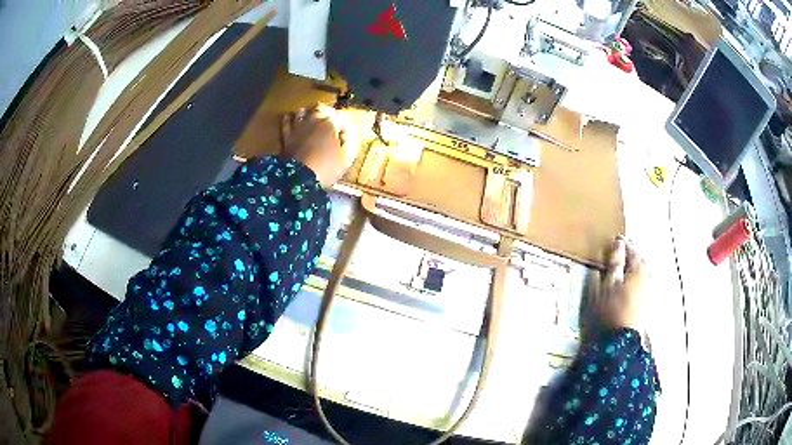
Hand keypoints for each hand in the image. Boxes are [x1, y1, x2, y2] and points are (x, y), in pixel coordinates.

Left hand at [280, 104, 356, 187]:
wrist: (298, 179)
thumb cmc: (326, 168)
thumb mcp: (346, 159)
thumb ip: (351, 144)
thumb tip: (350, 135)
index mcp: (331, 123)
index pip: (342, 118)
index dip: (345, 128)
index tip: (346, 138)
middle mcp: (314, 119)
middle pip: (321, 108)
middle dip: (327, 114)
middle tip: (330, 124)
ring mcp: (298, 126)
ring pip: (303, 111)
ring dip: (308, 113)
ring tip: (311, 119)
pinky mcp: (285, 134)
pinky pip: (286, 120)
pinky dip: (289, 118)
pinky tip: (291, 119)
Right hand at [593, 236, 648, 331]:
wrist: (622, 339)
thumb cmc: (613, 308)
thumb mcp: (609, 282)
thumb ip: (615, 261)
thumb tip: (618, 242)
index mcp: (639, 268)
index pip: (632, 249)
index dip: (623, 244)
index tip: (616, 239)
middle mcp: (649, 276)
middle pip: (641, 260)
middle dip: (632, 254)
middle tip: (621, 251)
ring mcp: (651, 289)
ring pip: (644, 271)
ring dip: (635, 266)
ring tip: (626, 266)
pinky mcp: (649, 301)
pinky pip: (645, 282)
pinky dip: (638, 278)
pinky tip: (631, 283)